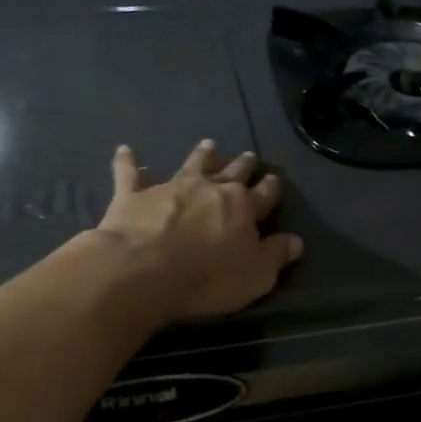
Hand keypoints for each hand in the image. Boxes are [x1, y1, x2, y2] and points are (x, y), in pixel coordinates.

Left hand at [95, 140, 303, 321]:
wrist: (144, 270)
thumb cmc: (208, 277)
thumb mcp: (256, 275)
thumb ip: (276, 255)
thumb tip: (296, 241)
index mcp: (243, 207)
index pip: (264, 194)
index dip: (271, 187)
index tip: (275, 179)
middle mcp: (210, 189)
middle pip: (232, 171)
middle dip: (243, 164)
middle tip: (248, 155)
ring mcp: (172, 187)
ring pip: (192, 164)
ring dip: (201, 154)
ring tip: (208, 144)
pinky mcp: (135, 195)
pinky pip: (130, 173)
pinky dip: (127, 161)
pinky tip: (124, 150)